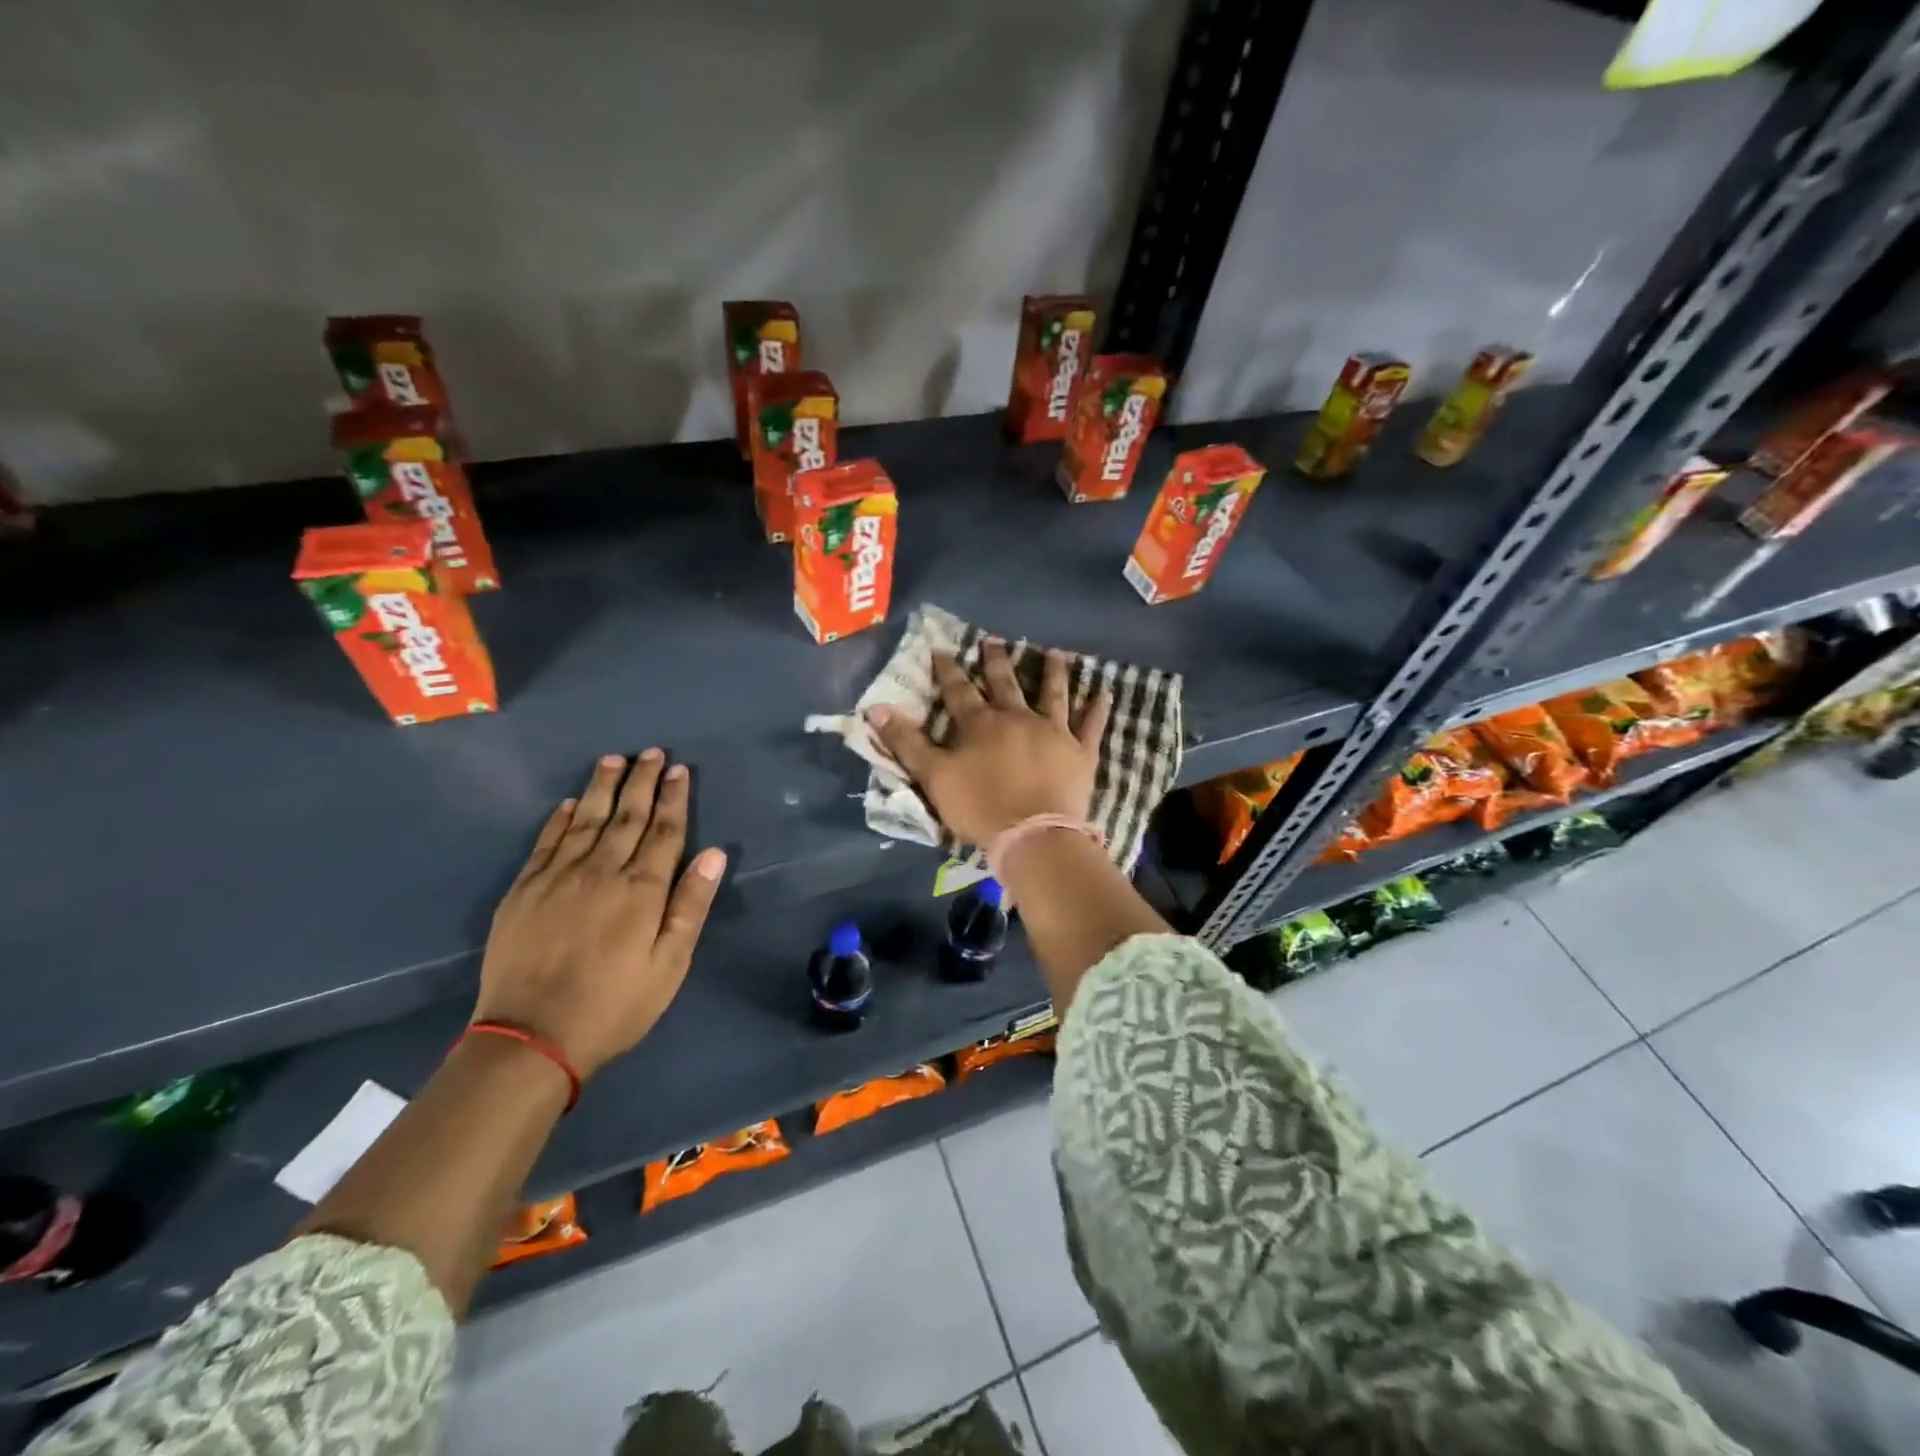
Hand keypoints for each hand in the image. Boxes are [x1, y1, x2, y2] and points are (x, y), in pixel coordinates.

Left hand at [473, 752, 726, 1077]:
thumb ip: (691, 905)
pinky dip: (558, 819)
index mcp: (641, 889)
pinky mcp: (523, 891)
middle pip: (627, 816)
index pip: (664, 831)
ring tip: (613, 759)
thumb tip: (715, 854)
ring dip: (602, 788)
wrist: (530, 1038)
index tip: (679, 769)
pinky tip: (566, 804)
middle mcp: (601, 871)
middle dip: (642, 781)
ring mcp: (557, 877)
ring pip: (585, 819)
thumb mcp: (669, 964)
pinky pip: (545, 842)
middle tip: (652, 752)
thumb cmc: (615, 1005)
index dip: (674, 798)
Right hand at [868, 639, 1110, 846]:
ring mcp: (1053, 732)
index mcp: (980, 724)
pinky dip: (1097, 710)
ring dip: (1053, 672)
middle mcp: (1017, 718)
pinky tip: (1104, 693)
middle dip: (996, 661)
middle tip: (993, 639)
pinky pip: (1091, 726)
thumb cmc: (979, 807)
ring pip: (1052, 694)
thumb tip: (875, 708)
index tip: (941, 648)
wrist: (1033, 835)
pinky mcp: (1080, 752)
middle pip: (1005, 683)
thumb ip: (906, 742)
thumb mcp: (933, 777)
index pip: (959, 690)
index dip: (948, 670)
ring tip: (1054, 652)